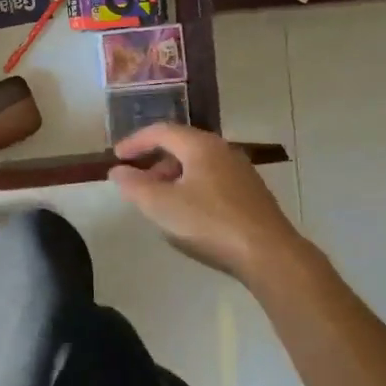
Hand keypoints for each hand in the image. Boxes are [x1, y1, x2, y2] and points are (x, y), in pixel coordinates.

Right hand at [110, 124, 303, 283]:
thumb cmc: (209, 223)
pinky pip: (213, 180)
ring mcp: (241, 172)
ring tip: (159, 201)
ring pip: (198, 164)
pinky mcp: (251, 194)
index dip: (135, 141)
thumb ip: (134, 186)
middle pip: (182, 145)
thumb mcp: (161, 205)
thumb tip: (117, 171)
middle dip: (154, 161)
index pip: (162, 131)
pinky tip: (188, 214)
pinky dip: (192, 187)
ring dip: (173, 176)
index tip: (116, 157)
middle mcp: (224, 151)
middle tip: (137, 181)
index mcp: (201, 146)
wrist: (269, 254)